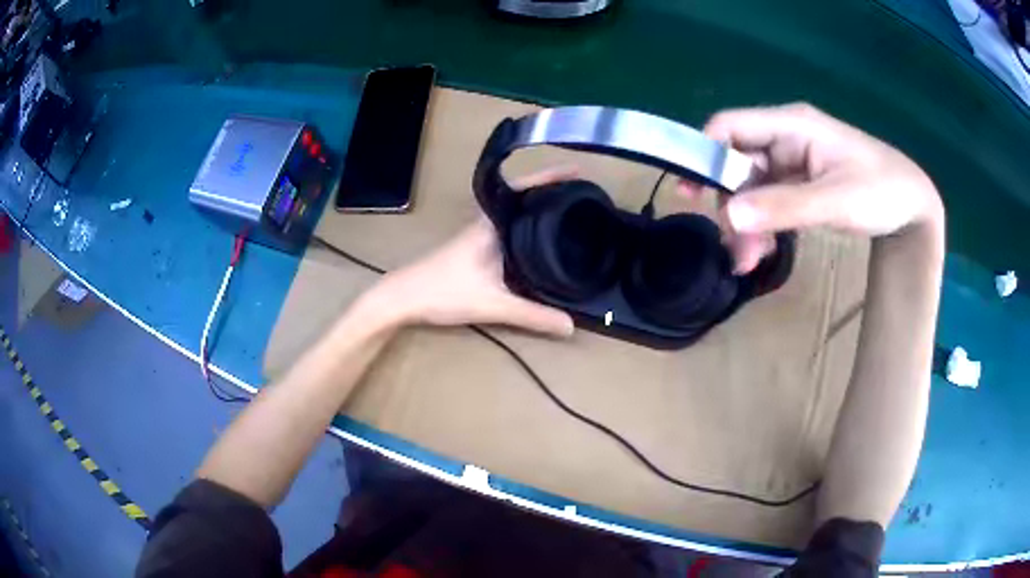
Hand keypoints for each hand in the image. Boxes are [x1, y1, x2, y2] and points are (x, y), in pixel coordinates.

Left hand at [369, 168, 577, 337]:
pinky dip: (528, 228)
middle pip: (524, 198)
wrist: (403, 297)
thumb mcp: (493, 305)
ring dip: (539, 210)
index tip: (578, 171)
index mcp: (491, 224)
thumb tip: (571, 326)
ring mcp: (479, 234)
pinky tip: (539, 245)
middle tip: (583, 195)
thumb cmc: (443, 292)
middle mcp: (487, 223)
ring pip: (516, 215)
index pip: (525, 189)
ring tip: (570, 214)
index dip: (551, 177)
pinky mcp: (475, 247)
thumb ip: (532, 316)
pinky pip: (509, 230)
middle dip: (552, 192)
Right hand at [686, 103, 943, 273]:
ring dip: (747, 223)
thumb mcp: (835, 200)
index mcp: (792, 126)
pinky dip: (764, 226)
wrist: (914, 207)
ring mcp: (794, 162)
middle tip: (734, 247)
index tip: (690, 193)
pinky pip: (770, 201)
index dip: (705, 154)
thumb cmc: (881, 191)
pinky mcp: (802, 184)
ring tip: (748, 263)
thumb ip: (784, 207)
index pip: (730, 127)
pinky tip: (765, 252)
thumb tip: (731, 216)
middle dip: (732, 204)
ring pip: (753, 188)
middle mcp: (787, 139)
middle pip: (738, 162)